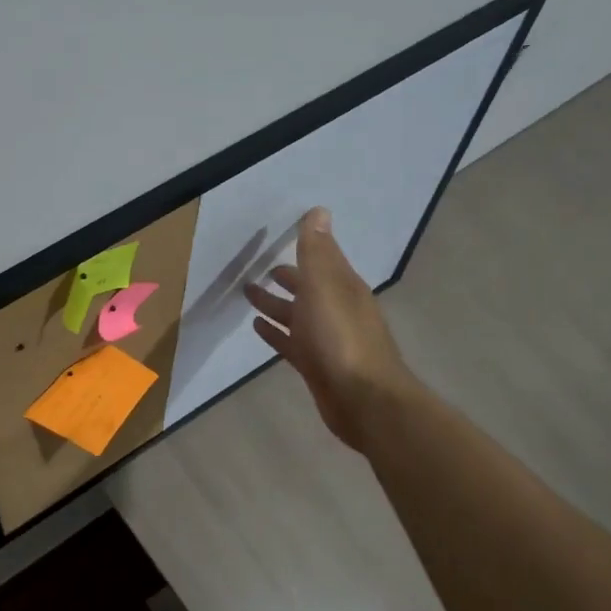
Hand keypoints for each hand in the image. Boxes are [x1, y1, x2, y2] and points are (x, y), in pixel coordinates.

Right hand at [243, 207, 419, 452]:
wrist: (362, 399)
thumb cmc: (341, 338)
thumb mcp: (325, 287)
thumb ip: (317, 252)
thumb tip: (318, 211)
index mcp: (342, 288)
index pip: (321, 261)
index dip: (303, 250)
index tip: (278, 241)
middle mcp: (337, 310)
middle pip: (307, 288)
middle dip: (286, 278)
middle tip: (257, 271)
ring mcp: (326, 340)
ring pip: (296, 315)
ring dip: (275, 304)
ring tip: (248, 295)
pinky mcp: (316, 365)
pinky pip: (290, 342)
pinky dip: (275, 332)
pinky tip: (257, 328)